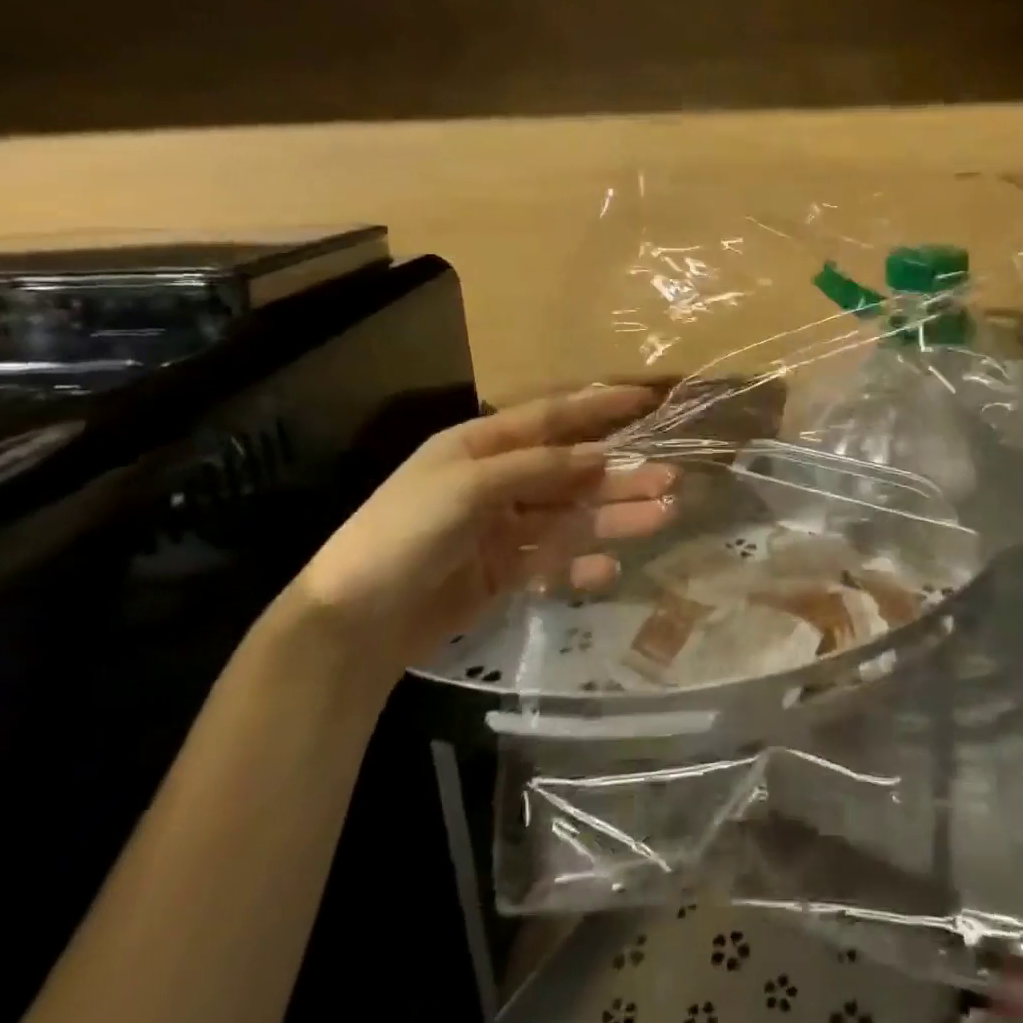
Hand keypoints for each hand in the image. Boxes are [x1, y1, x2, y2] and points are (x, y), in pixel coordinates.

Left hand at [288, 386, 675, 684]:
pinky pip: (554, 559)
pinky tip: (609, 569)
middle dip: (620, 474)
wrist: (352, 624)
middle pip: (571, 472)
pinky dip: (581, 564)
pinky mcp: (505, 572)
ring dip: (615, 516)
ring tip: (663, 516)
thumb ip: (538, 468)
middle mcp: (498, 480)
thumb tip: (599, 456)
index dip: (600, 406)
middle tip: (670, 478)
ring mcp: (503, 528)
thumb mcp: (468, 487)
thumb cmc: (405, 533)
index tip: (647, 398)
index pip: (552, 416)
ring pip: (572, 516)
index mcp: (482, 445)